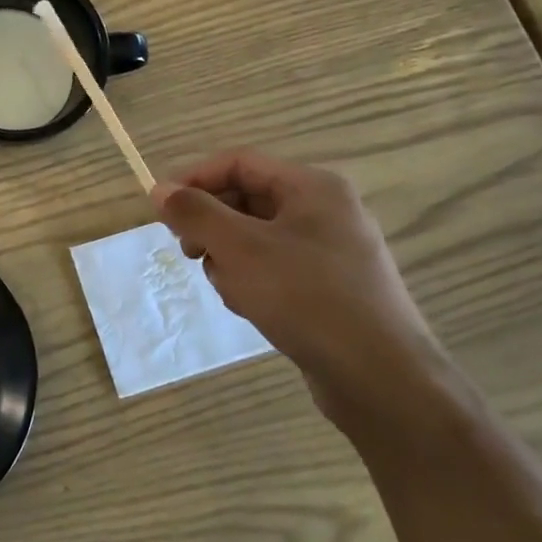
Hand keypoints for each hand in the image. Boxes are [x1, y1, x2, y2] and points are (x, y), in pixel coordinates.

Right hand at [152, 150, 448, 427]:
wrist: (380, 379)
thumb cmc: (306, 297)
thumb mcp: (239, 248)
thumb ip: (195, 213)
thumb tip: (160, 189)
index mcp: (312, 187)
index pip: (238, 163)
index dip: (194, 179)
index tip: (160, 209)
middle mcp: (325, 210)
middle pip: (246, 199)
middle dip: (212, 225)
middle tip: (189, 252)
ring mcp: (331, 250)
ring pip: (255, 237)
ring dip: (230, 259)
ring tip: (233, 290)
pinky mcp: (329, 287)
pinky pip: (274, 267)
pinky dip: (253, 281)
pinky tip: (253, 308)